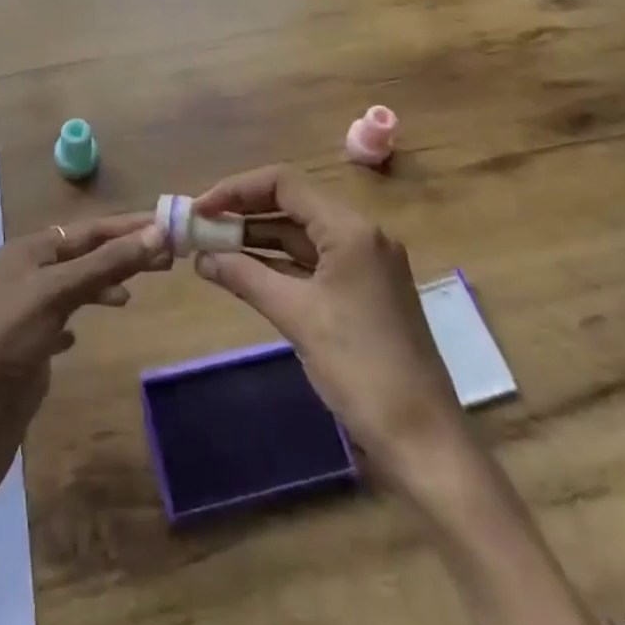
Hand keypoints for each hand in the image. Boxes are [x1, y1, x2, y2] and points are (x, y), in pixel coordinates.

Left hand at [0, 214, 171, 525]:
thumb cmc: (6, 344)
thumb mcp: (56, 294)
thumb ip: (105, 264)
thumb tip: (157, 232)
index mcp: (28, 251)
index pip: (89, 230)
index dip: (129, 227)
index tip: (172, 226)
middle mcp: (26, 274)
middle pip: (85, 254)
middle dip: (124, 253)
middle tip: (170, 259)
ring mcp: (26, 313)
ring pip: (76, 285)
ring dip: (106, 281)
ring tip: (136, 292)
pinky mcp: (29, 349)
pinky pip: (64, 319)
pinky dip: (83, 315)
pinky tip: (90, 328)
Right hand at [192, 168, 467, 468]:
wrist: (424, 441)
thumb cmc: (360, 368)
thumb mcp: (296, 317)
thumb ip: (245, 277)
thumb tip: (201, 257)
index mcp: (350, 229)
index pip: (284, 184)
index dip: (237, 190)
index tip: (200, 210)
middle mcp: (361, 234)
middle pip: (293, 203)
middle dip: (245, 212)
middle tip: (201, 226)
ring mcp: (365, 263)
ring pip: (302, 234)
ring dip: (259, 238)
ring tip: (213, 247)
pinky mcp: (364, 290)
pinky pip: (313, 261)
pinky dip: (279, 262)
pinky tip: (246, 271)